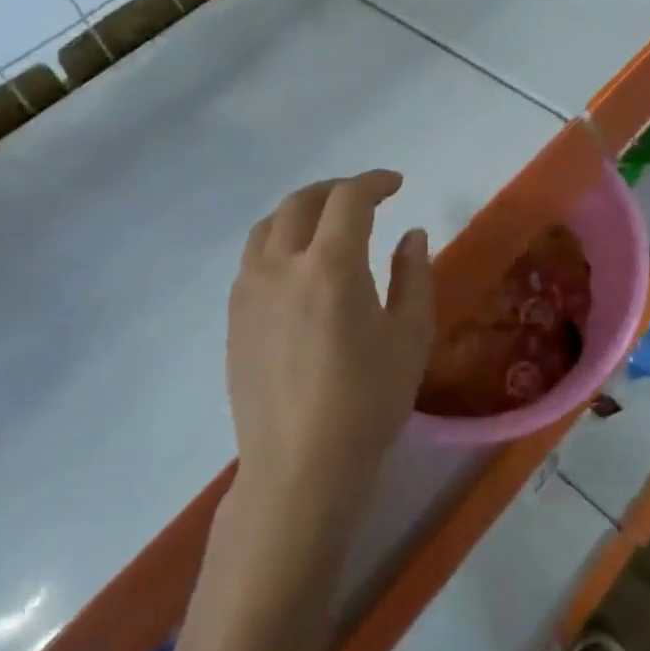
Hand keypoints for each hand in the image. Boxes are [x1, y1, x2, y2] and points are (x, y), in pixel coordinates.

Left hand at [227, 171, 434, 519]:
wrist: (300, 468)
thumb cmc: (367, 402)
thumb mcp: (410, 336)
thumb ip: (414, 275)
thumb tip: (411, 235)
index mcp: (330, 266)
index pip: (349, 199)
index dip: (374, 182)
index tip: (395, 184)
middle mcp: (281, 266)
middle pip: (301, 202)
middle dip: (336, 189)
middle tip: (364, 197)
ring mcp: (249, 291)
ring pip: (269, 226)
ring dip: (301, 211)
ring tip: (326, 223)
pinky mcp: (234, 317)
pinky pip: (253, 258)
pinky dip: (279, 241)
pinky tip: (298, 266)